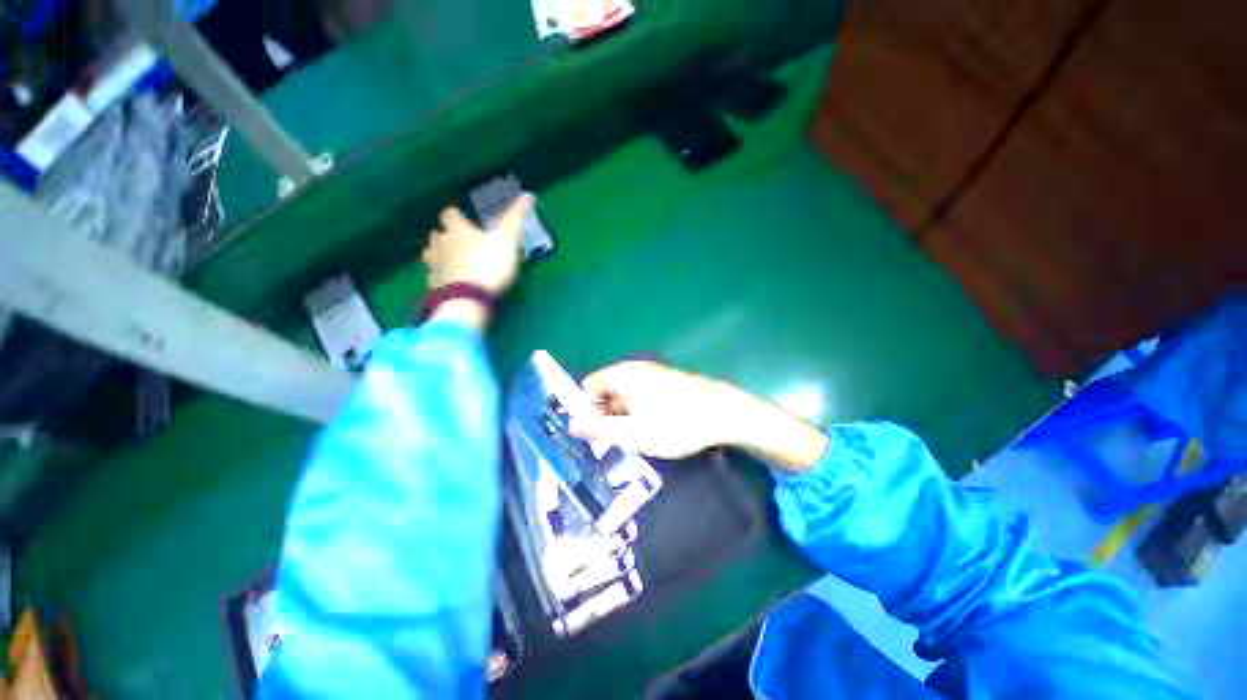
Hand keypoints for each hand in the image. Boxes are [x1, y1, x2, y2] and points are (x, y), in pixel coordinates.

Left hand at [421, 196, 531, 294]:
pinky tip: (451, 281)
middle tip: (461, 242)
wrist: (469, 299)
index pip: (450, 214)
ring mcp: (434, 264)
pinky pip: (435, 276)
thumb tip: (529, 194)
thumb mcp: (508, 240)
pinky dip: (441, 276)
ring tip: (453, 261)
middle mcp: (440, 242)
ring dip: (440, 254)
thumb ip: (516, 218)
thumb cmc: (490, 265)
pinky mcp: (433, 285)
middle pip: (438, 233)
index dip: (457, 216)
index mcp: (457, 229)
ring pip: (432, 253)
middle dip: (446, 236)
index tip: (466, 221)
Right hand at [570, 361, 741, 459]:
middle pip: (607, 391)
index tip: (593, 434)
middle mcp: (634, 369)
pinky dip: (640, 412)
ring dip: (624, 417)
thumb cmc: (674, 424)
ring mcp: (653, 374)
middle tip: (614, 443)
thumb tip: (572, 424)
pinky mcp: (668, 382)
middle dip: (605, 416)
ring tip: (634, 440)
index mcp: (621, 375)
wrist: (724, 413)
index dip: (584, 410)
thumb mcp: (632, 433)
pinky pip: (642, 396)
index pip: (588, 387)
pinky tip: (652, 431)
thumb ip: (598, 429)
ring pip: (626, 396)